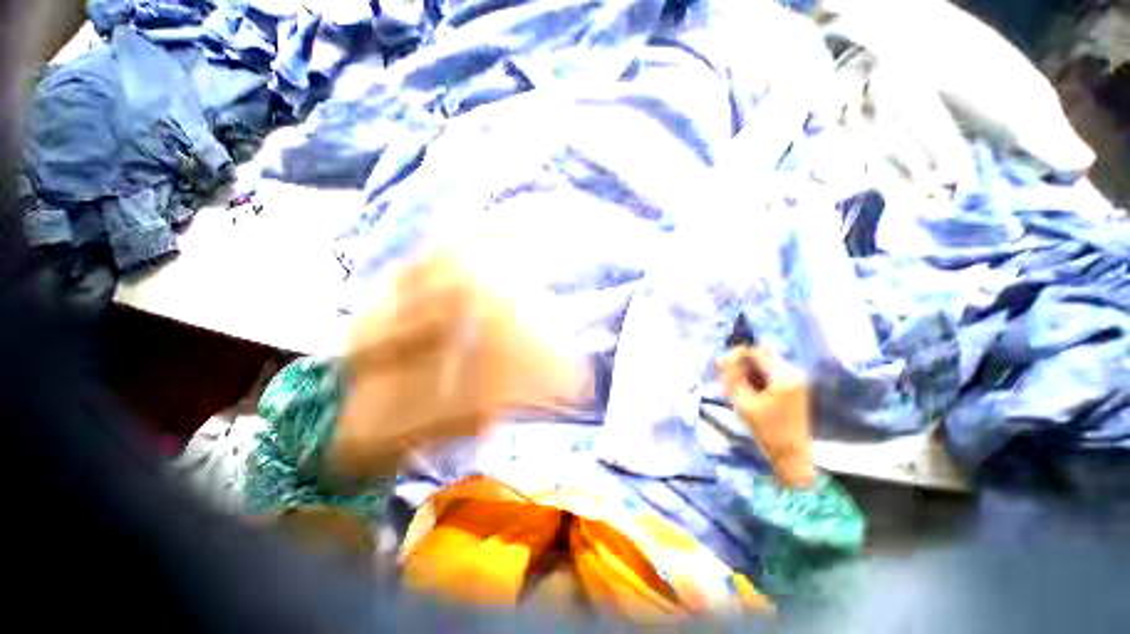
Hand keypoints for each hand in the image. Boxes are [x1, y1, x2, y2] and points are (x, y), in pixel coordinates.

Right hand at [717, 346, 813, 487]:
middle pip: (762, 356)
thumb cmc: (767, 431)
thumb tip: (720, 358)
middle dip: (742, 362)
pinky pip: (773, 373)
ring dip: (749, 370)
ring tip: (736, 384)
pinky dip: (758, 377)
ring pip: (766, 364)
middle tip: (727, 375)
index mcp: (783, 376)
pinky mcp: (796, 388)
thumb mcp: (743, 403)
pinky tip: (749, 390)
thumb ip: (731, 378)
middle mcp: (794, 373)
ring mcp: (797, 381)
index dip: (736, 354)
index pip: (755, 352)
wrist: (792, 455)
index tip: (721, 364)